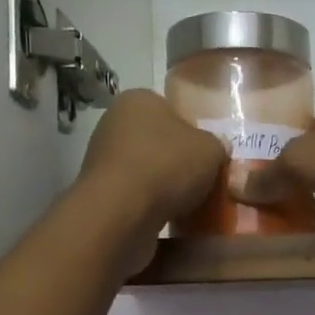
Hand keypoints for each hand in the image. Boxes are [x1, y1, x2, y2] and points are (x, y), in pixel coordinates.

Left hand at [76, 89, 226, 271]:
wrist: (121, 212)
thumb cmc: (167, 165)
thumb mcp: (211, 149)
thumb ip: (216, 145)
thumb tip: (214, 148)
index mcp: (139, 99)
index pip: (173, 110)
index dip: (194, 133)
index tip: (208, 156)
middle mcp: (114, 121)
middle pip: (158, 141)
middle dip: (178, 161)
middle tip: (201, 180)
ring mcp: (102, 156)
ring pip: (146, 168)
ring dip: (164, 184)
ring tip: (187, 203)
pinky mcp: (98, 190)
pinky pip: (134, 193)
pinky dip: (149, 203)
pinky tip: (166, 216)